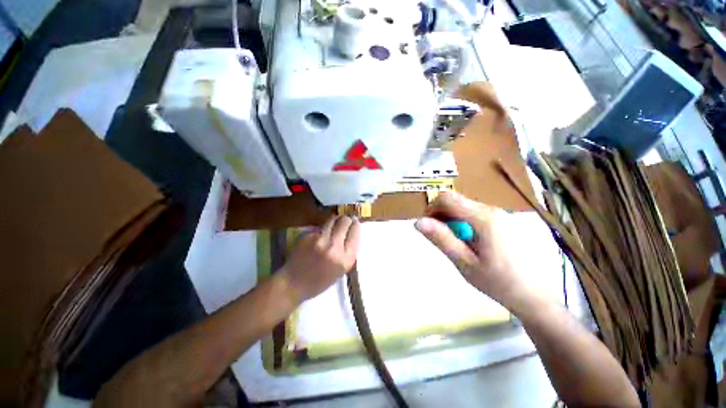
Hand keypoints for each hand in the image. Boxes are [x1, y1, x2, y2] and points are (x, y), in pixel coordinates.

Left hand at [280, 215, 360, 303]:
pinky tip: (318, 237)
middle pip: (345, 222)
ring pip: (332, 220)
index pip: (355, 232)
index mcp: (346, 259)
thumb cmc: (320, 281)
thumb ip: (349, 251)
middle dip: (346, 219)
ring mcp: (320, 240)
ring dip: (335, 220)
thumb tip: (353, 232)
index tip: (354, 223)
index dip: (356, 225)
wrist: (294, 284)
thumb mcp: (341, 270)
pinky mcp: (308, 236)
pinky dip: (321, 230)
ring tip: (334, 223)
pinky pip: (320, 227)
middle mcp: (334, 247)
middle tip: (345, 220)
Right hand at [415, 192, 541, 312]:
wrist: (536, 296)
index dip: (431, 208)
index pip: (447, 198)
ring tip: (456, 244)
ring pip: (464, 207)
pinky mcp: (502, 220)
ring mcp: (499, 214)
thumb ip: (441, 239)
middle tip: (441, 239)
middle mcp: (492, 209)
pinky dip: (464, 223)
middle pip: (455, 201)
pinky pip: (474, 214)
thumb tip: (418, 222)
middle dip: (441, 216)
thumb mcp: (464, 262)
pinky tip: (470, 243)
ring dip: (452, 221)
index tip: (428, 227)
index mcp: (483, 218)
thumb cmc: (499, 282)